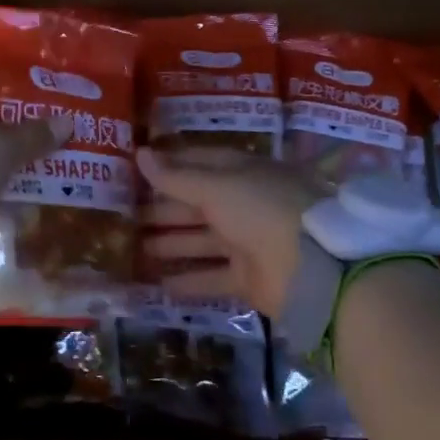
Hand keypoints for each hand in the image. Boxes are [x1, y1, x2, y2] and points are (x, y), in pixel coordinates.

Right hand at [136, 146, 317, 316]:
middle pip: (196, 204)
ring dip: (171, 243)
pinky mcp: (249, 279)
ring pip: (201, 240)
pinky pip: (213, 277)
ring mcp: (247, 242)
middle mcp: (243, 203)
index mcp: (241, 172)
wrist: (314, 265)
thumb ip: (175, 177)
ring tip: (134, 247)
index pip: (199, 163)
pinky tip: (159, 285)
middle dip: (162, 209)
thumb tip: (139, 153)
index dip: (168, 166)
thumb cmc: (261, 209)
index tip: (135, 170)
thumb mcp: (215, 186)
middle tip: (126, 215)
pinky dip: (189, 281)